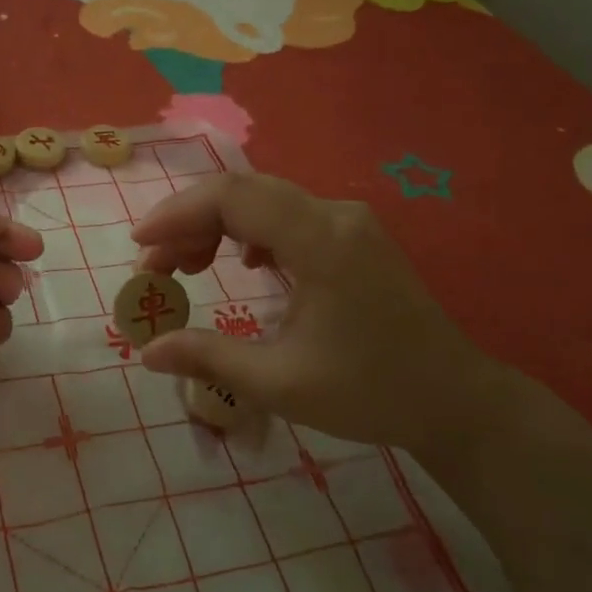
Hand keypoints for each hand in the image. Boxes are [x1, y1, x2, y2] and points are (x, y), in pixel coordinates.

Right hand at [129, 173, 505, 452]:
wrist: (453, 398)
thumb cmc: (370, 392)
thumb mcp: (280, 383)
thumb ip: (208, 357)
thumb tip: (146, 351)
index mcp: (321, 242)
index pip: (231, 199)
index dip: (176, 215)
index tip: (139, 247)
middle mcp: (335, 215)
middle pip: (243, 192)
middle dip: (187, 222)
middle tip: (154, 268)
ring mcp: (348, 222)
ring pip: (263, 201)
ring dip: (215, 226)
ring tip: (186, 268)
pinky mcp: (352, 236)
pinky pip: (286, 216)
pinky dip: (247, 232)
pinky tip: (239, 262)